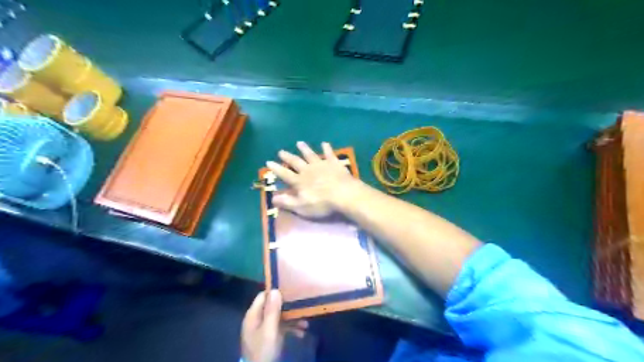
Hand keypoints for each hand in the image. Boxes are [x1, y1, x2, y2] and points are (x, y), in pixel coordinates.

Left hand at [242, 291, 309, 360]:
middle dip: (288, 307)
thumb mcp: (269, 329)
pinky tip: (301, 333)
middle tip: (301, 305)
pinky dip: (290, 329)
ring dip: (292, 319)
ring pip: (279, 318)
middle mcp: (258, 320)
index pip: (263, 296)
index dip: (275, 292)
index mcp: (253, 315)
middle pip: (273, 306)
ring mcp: (263, 329)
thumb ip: (272, 310)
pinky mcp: (269, 338)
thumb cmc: (264, 349)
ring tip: (306, 323)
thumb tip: (275, 289)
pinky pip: (281, 328)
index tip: (289, 289)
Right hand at [264, 141, 359, 217]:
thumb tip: (273, 198)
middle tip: (281, 151)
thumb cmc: (322, 204)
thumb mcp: (302, 207)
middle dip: (288, 157)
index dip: (276, 169)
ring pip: (310, 155)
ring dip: (304, 149)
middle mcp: (308, 170)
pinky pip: (329, 154)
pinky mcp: (334, 163)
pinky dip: (327, 148)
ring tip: (299, 143)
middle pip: (296, 162)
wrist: (344, 194)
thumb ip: (287, 202)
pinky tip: (325, 143)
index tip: (268, 162)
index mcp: (299, 181)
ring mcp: (321, 165)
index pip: (284, 174)